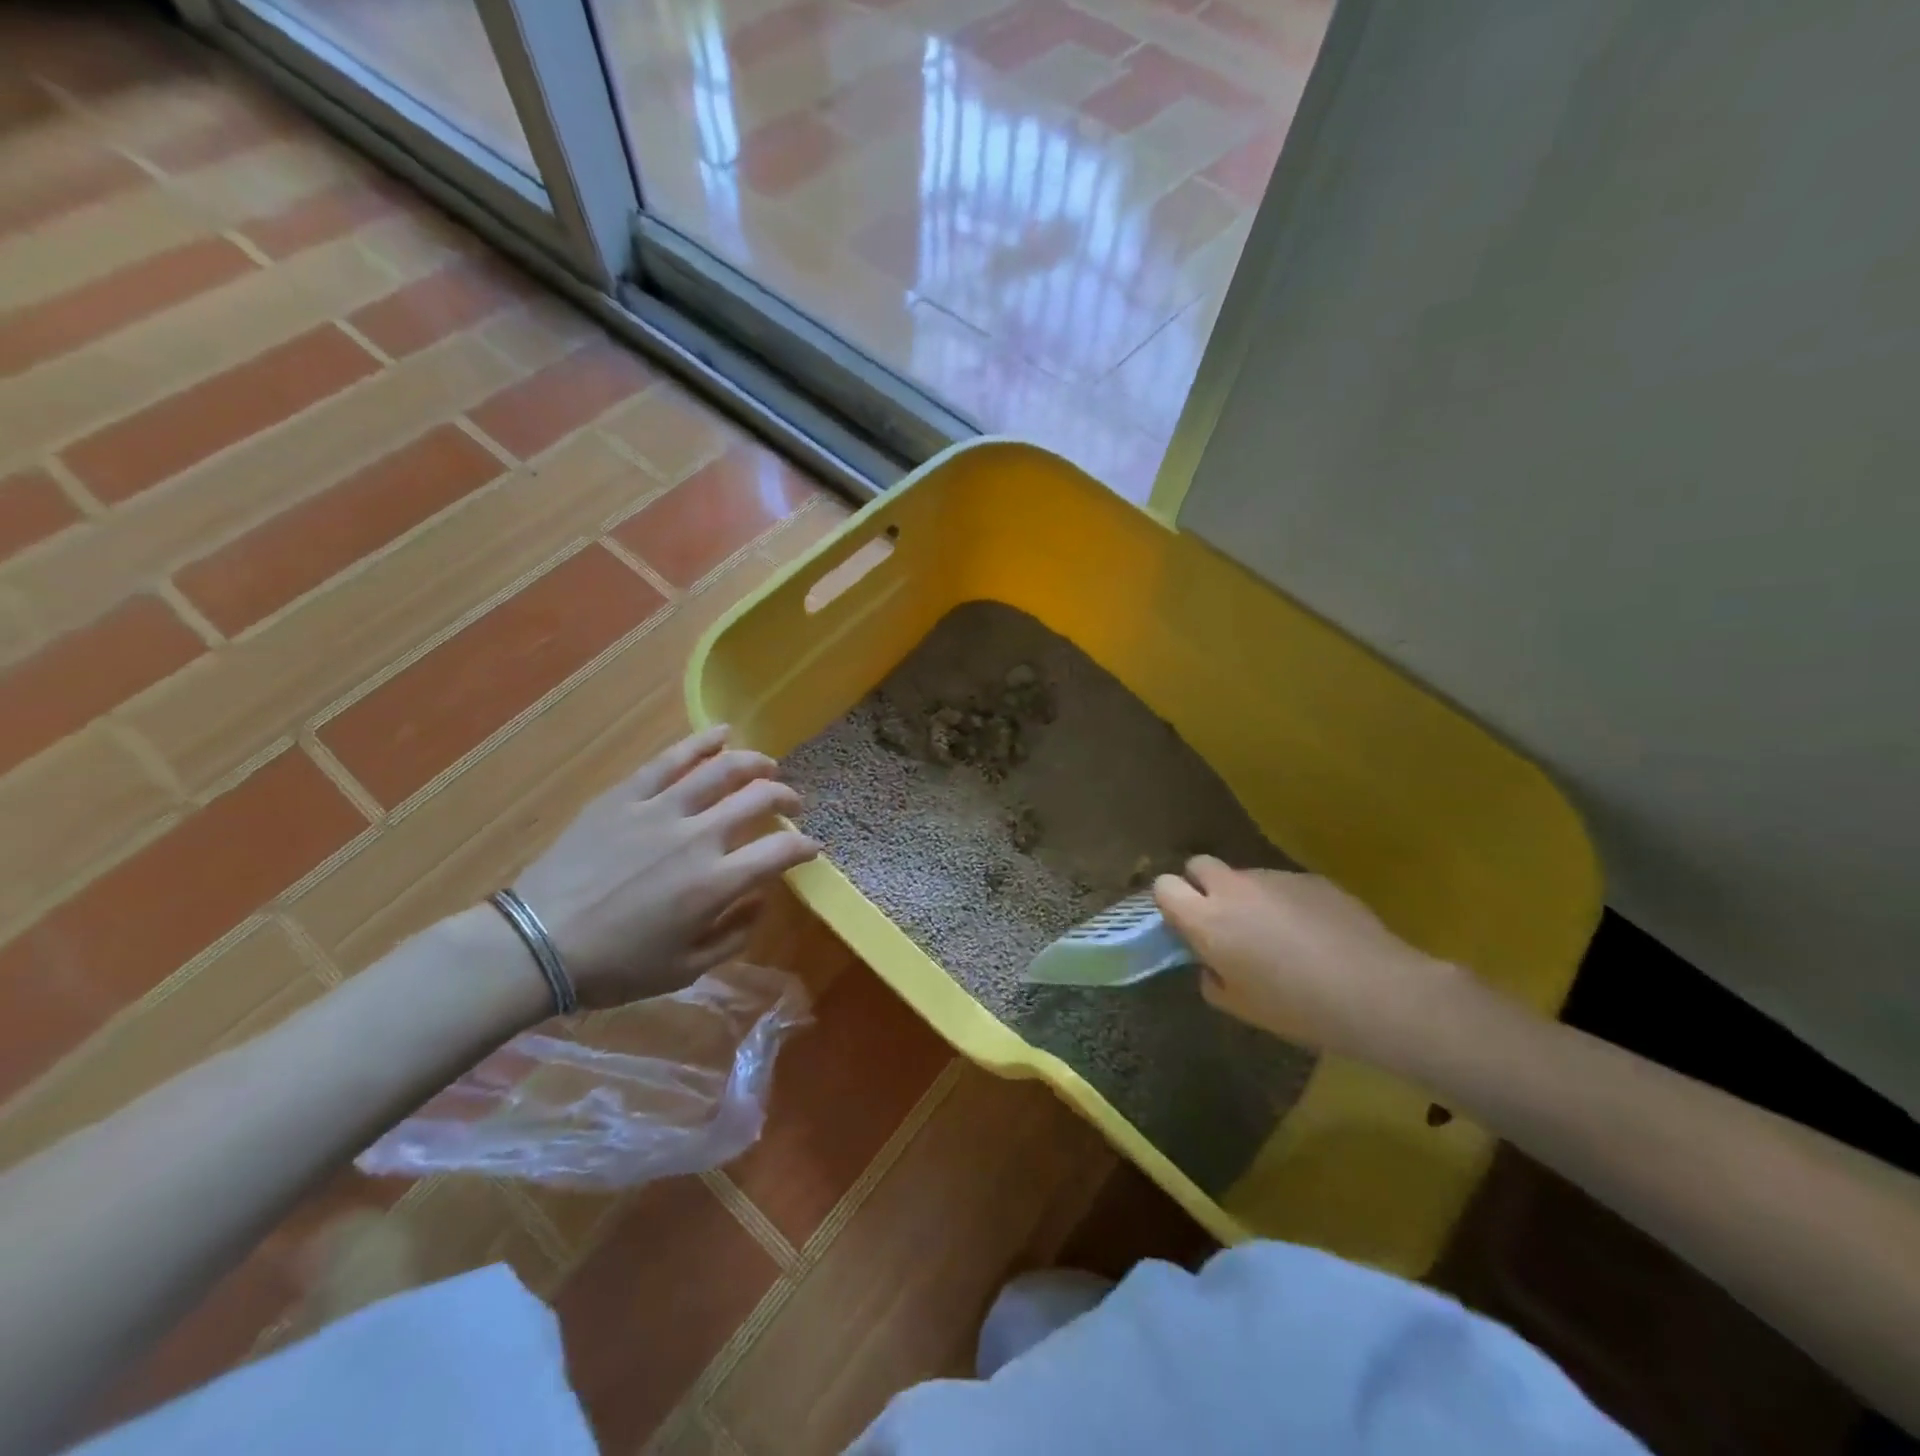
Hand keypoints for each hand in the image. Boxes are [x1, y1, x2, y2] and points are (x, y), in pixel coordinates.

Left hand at [512, 725, 819, 1007]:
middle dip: (786, 798)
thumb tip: (761, 899)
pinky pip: (670, 760)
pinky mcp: (625, 796)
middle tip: (791, 804)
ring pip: (721, 770)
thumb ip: (734, 934)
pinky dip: (701, 743)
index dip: (804, 846)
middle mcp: (697, 838)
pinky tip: (722, 734)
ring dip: (754, 763)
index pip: (780, 851)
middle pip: (758, 799)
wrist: (537, 944)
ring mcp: (659, 810)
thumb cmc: (615, 965)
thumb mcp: (686, 969)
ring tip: (768, 766)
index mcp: (715, 883)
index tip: (811, 847)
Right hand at [1152, 857, 1467, 1064]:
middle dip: (1202, 886)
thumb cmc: (1297, 1007)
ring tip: (1278, 934)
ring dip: (1247, 896)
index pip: (1164, 886)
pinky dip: (1285, 902)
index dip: (1171, 902)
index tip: (1185, 925)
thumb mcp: (1240, 1006)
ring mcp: (1274, 877)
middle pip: (1198, 865)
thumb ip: (1212, 978)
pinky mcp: (1311, 878)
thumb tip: (1213, 963)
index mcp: (1207, 920)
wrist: (1376, 992)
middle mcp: (1234, 888)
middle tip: (1223, 921)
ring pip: (1244, 875)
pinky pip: (1283, 884)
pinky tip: (1313, 934)